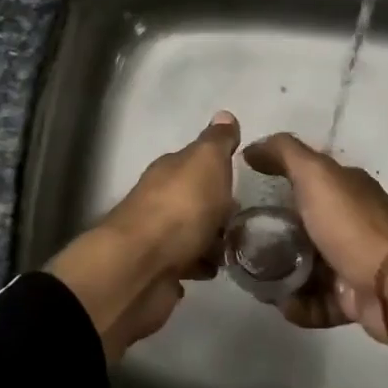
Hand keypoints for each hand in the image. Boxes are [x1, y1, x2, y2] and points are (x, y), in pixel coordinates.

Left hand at [47, 112, 239, 361]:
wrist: (140, 269)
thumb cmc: (180, 209)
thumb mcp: (206, 163)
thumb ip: (217, 142)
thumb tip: (225, 115)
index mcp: (169, 171)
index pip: (195, 162)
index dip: (218, 168)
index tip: (242, 179)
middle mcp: (159, 199)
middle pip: (194, 199)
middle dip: (218, 207)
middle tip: (247, 218)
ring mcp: (157, 237)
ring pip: (192, 233)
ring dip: (212, 239)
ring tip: (239, 248)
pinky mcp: (158, 271)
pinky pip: (187, 264)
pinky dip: (200, 265)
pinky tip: (215, 270)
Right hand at [243, 133, 387, 362]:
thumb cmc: (352, 226)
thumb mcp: (316, 176)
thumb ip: (284, 154)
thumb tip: (252, 148)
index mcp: (346, 188)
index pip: (305, 178)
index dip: (275, 181)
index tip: (242, 193)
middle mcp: (350, 221)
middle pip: (302, 225)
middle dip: (272, 234)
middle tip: (241, 242)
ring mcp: (352, 261)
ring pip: (306, 265)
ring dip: (280, 274)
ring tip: (254, 279)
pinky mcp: (352, 298)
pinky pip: (317, 301)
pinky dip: (299, 305)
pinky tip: (283, 305)